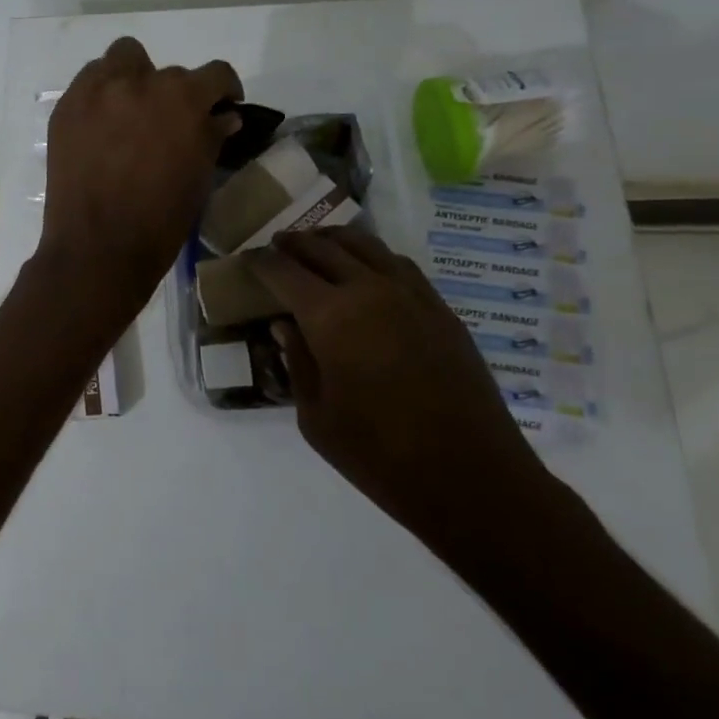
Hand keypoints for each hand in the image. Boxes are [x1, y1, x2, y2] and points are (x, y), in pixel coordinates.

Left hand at [36, 37, 241, 312]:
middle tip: (168, 124)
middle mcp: (140, 82)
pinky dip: (102, 93)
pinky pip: (90, 81)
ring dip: (134, 77)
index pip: (215, 74)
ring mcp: (97, 91)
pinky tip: (103, 125)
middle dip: (174, 94)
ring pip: (122, 59)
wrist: (98, 248)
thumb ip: (212, 136)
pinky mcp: (67, 107)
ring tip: (132, 112)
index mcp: (183, 99)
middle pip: (167, 71)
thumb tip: (224, 117)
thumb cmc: (161, 220)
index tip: (222, 107)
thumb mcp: (199, 177)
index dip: (224, 89)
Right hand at [251, 225, 545, 537]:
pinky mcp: (440, 308)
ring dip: (333, 240)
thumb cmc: (380, 456)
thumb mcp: (316, 417)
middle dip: (293, 244)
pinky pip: (398, 264)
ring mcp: (410, 294)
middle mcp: (369, 290)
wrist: (472, 477)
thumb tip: (284, 325)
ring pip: (364, 245)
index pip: (284, 271)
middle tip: (276, 246)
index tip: (247, 259)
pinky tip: (366, 269)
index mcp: (330, 317)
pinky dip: (372, 256)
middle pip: (322, 247)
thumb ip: (297, 362)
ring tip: (317, 245)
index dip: (260, 262)